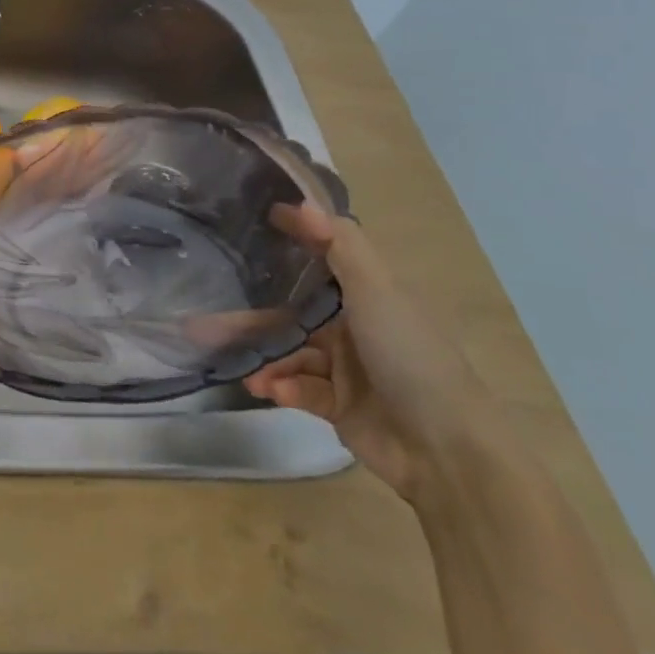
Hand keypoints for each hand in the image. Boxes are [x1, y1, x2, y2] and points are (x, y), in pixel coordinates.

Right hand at [244, 203, 507, 501]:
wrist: (446, 450)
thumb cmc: (410, 355)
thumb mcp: (378, 291)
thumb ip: (339, 245)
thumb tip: (301, 203)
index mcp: (372, 296)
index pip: (325, 258)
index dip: (294, 239)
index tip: (256, 221)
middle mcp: (357, 326)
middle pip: (295, 311)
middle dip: (255, 316)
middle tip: (208, 317)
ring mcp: (347, 368)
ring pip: (291, 351)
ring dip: (265, 357)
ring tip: (240, 366)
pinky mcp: (338, 405)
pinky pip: (299, 387)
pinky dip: (282, 387)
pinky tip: (269, 390)